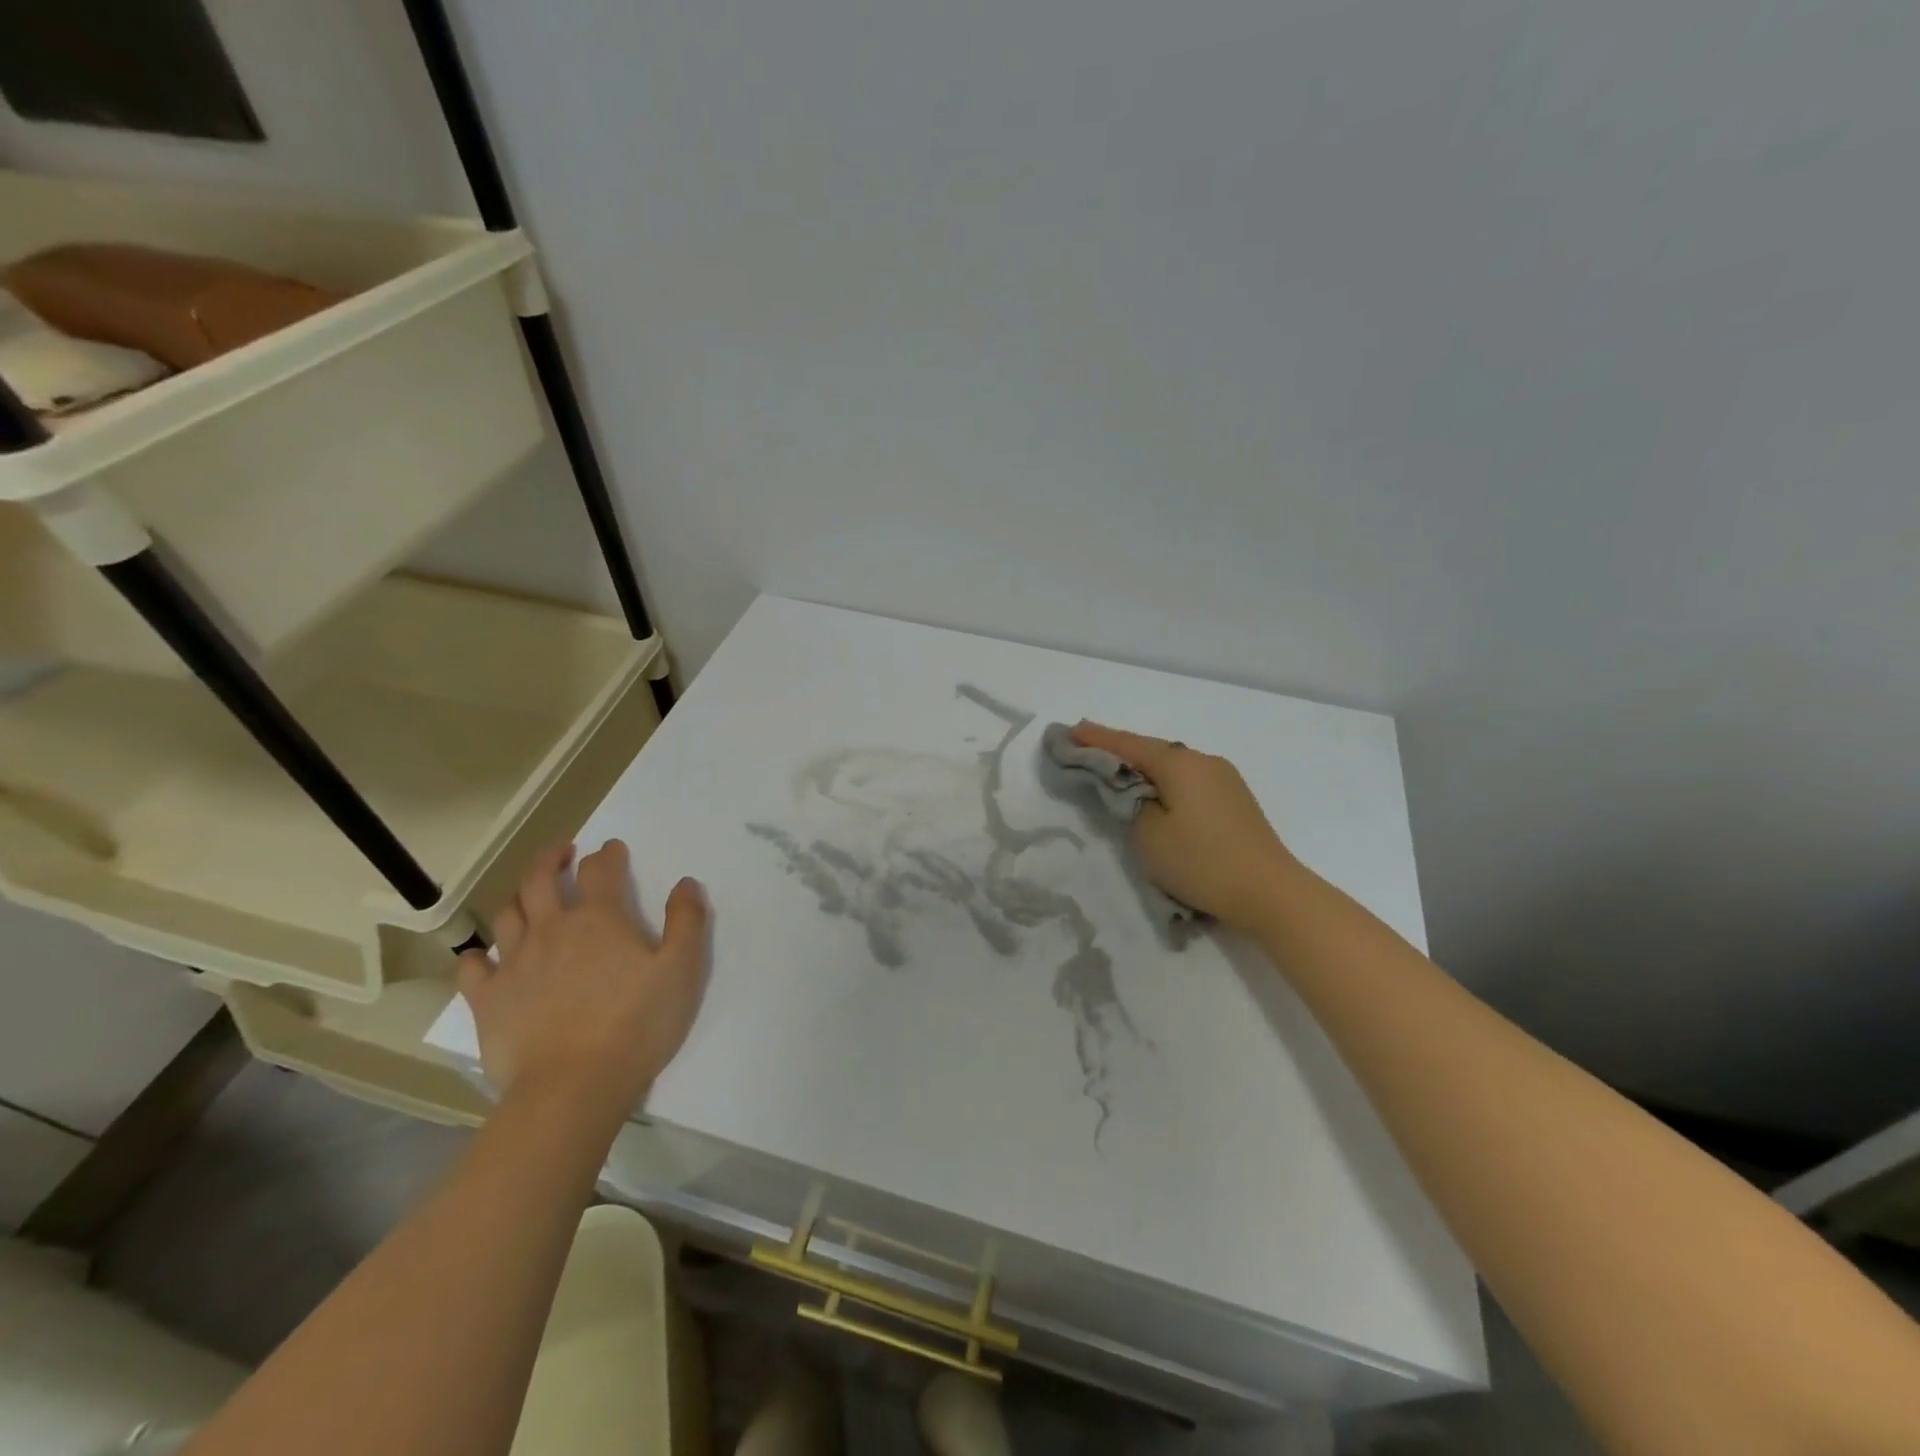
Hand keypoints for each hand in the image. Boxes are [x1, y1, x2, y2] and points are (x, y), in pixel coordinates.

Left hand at [457, 840, 708, 1123]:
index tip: (613, 849)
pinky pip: (473, 967)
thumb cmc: (636, 1024)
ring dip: (519, 896)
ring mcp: (515, 963)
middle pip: (541, 879)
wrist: (573, 1085)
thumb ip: (687, 921)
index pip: (601, 870)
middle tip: (562, 851)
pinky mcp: (489, 999)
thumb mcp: (682, 969)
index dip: (608, 854)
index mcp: (600, 919)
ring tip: (529, 895)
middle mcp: (552, 929)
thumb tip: (686, 883)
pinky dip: (478, 955)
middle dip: (552, 858)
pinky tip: (483, 956)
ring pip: (508, 914)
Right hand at [1071, 722, 1300, 929]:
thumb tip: (1133, 789)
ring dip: (1143, 767)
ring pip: (1172, 766)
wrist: (1270, 892)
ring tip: (1117, 773)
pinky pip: (1189, 781)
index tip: (1070, 731)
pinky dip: (1165, 782)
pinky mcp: (1235, 800)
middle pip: (1151, 750)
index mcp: (1180, 763)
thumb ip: (1131, 802)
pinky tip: (1156, 793)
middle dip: (1119, 750)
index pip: (1128, 744)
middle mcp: (1203, 761)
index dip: (1097, 739)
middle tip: (1087, 751)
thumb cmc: (1202, 861)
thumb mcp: (1148, 834)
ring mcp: (1224, 779)